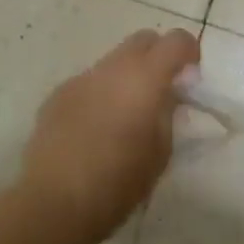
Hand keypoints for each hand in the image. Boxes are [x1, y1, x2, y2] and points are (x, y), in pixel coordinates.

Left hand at [22, 28, 199, 243]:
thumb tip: (167, 96)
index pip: (175, 40)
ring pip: (113, 61)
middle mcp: (112, 68)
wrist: (53, 202)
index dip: (188, 52)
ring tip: (125, 115)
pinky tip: (94, 129)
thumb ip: (167, 114)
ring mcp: (81, 78)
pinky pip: (88, 83)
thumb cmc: (117, 183)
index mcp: (144, 79)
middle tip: (160, 92)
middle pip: (142, 40)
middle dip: (157, 57)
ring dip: (126, 77)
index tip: (190, 77)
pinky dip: (100, 94)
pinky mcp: (57, 94)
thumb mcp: (160, 152)